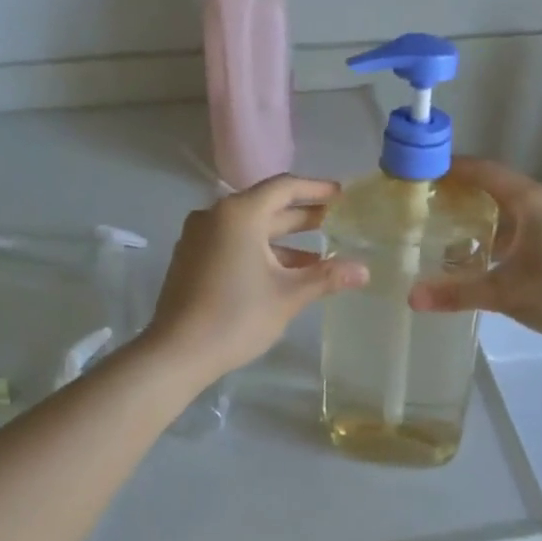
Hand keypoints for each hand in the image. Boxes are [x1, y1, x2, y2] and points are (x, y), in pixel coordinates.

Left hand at [145, 175, 367, 380]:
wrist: (176, 352)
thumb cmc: (236, 317)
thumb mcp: (288, 296)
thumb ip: (327, 277)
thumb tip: (364, 271)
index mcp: (239, 214)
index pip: (284, 188)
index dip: (317, 189)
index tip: (342, 195)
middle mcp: (216, 216)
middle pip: (266, 206)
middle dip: (303, 217)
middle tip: (337, 222)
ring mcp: (199, 237)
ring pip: (250, 229)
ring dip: (284, 241)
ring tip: (319, 256)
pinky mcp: (191, 258)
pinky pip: (233, 243)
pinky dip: (261, 251)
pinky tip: (284, 274)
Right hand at [410, 158, 541, 344]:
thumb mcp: (506, 292)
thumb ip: (458, 292)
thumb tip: (412, 298)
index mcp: (528, 200)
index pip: (482, 170)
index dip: (450, 168)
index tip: (418, 172)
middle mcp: (541, 203)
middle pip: (492, 188)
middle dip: (458, 195)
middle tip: (422, 206)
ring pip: (506, 212)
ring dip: (476, 220)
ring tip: (441, 233)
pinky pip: (517, 231)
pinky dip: (494, 239)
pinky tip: (476, 261)